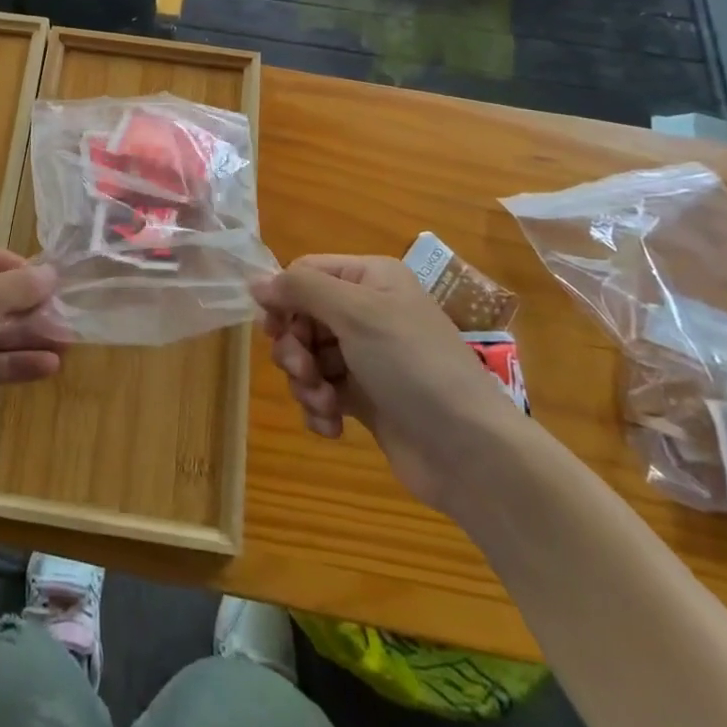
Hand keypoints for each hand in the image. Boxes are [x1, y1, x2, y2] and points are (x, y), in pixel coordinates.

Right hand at [251, 254, 525, 505]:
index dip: (284, 299)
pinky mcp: (366, 398)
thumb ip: (301, 289)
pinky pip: (323, 391)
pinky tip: (332, 426)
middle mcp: (367, 311)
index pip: (305, 273)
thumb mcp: (356, 313)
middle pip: (302, 316)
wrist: (470, 452)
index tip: (275, 329)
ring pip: (308, 356)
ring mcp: (367, 356)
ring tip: (325, 404)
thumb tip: (256, 281)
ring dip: (305, 381)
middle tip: (303, 371)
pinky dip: (319, 408)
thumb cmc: (412, 365)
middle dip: (294, 347)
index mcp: (370, 279)